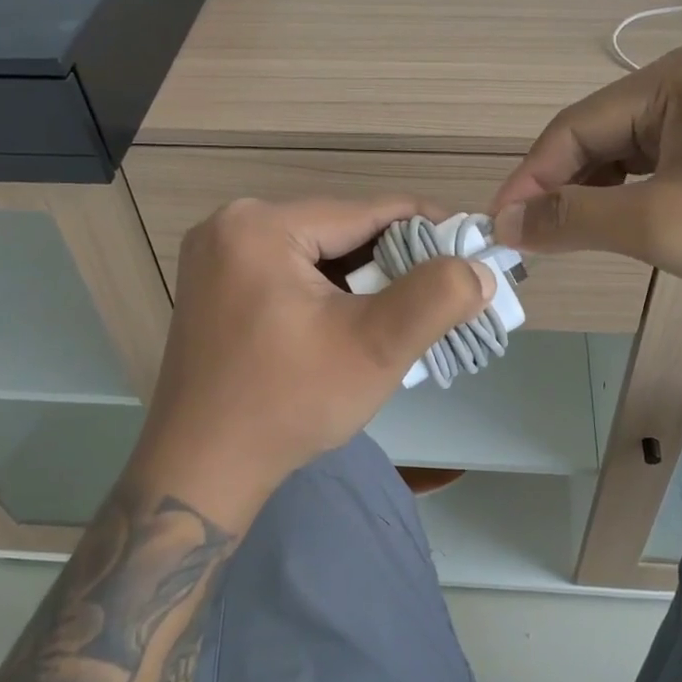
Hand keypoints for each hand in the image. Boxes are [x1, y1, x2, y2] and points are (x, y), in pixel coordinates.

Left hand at [136, 197, 494, 517]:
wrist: (201, 471)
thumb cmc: (288, 404)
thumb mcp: (374, 347)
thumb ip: (437, 297)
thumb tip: (481, 268)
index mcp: (260, 225)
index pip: (366, 210)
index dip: (428, 226)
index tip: (472, 245)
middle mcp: (230, 226)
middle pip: (339, 231)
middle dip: (396, 260)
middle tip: (445, 289)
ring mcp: (215, 258)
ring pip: (317, 254)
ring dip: (365, 279)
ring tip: (410, 308)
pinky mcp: (215, 288)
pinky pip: (290, 274)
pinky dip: (330, 293)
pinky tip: (357, 321)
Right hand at [490, 47, 681, 326]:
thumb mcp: (659, 224)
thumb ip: (573, 219)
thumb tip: (506, 223)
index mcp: (671, 80)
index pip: (573, 128)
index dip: (529, 179)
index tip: (497, 227)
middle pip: (596, 138)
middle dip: (560, 190)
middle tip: (529, 243)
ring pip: (623, 156)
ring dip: (591, 198)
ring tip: (568, 241)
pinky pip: (655, 170)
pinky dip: (627, 200)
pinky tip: (619, 229)